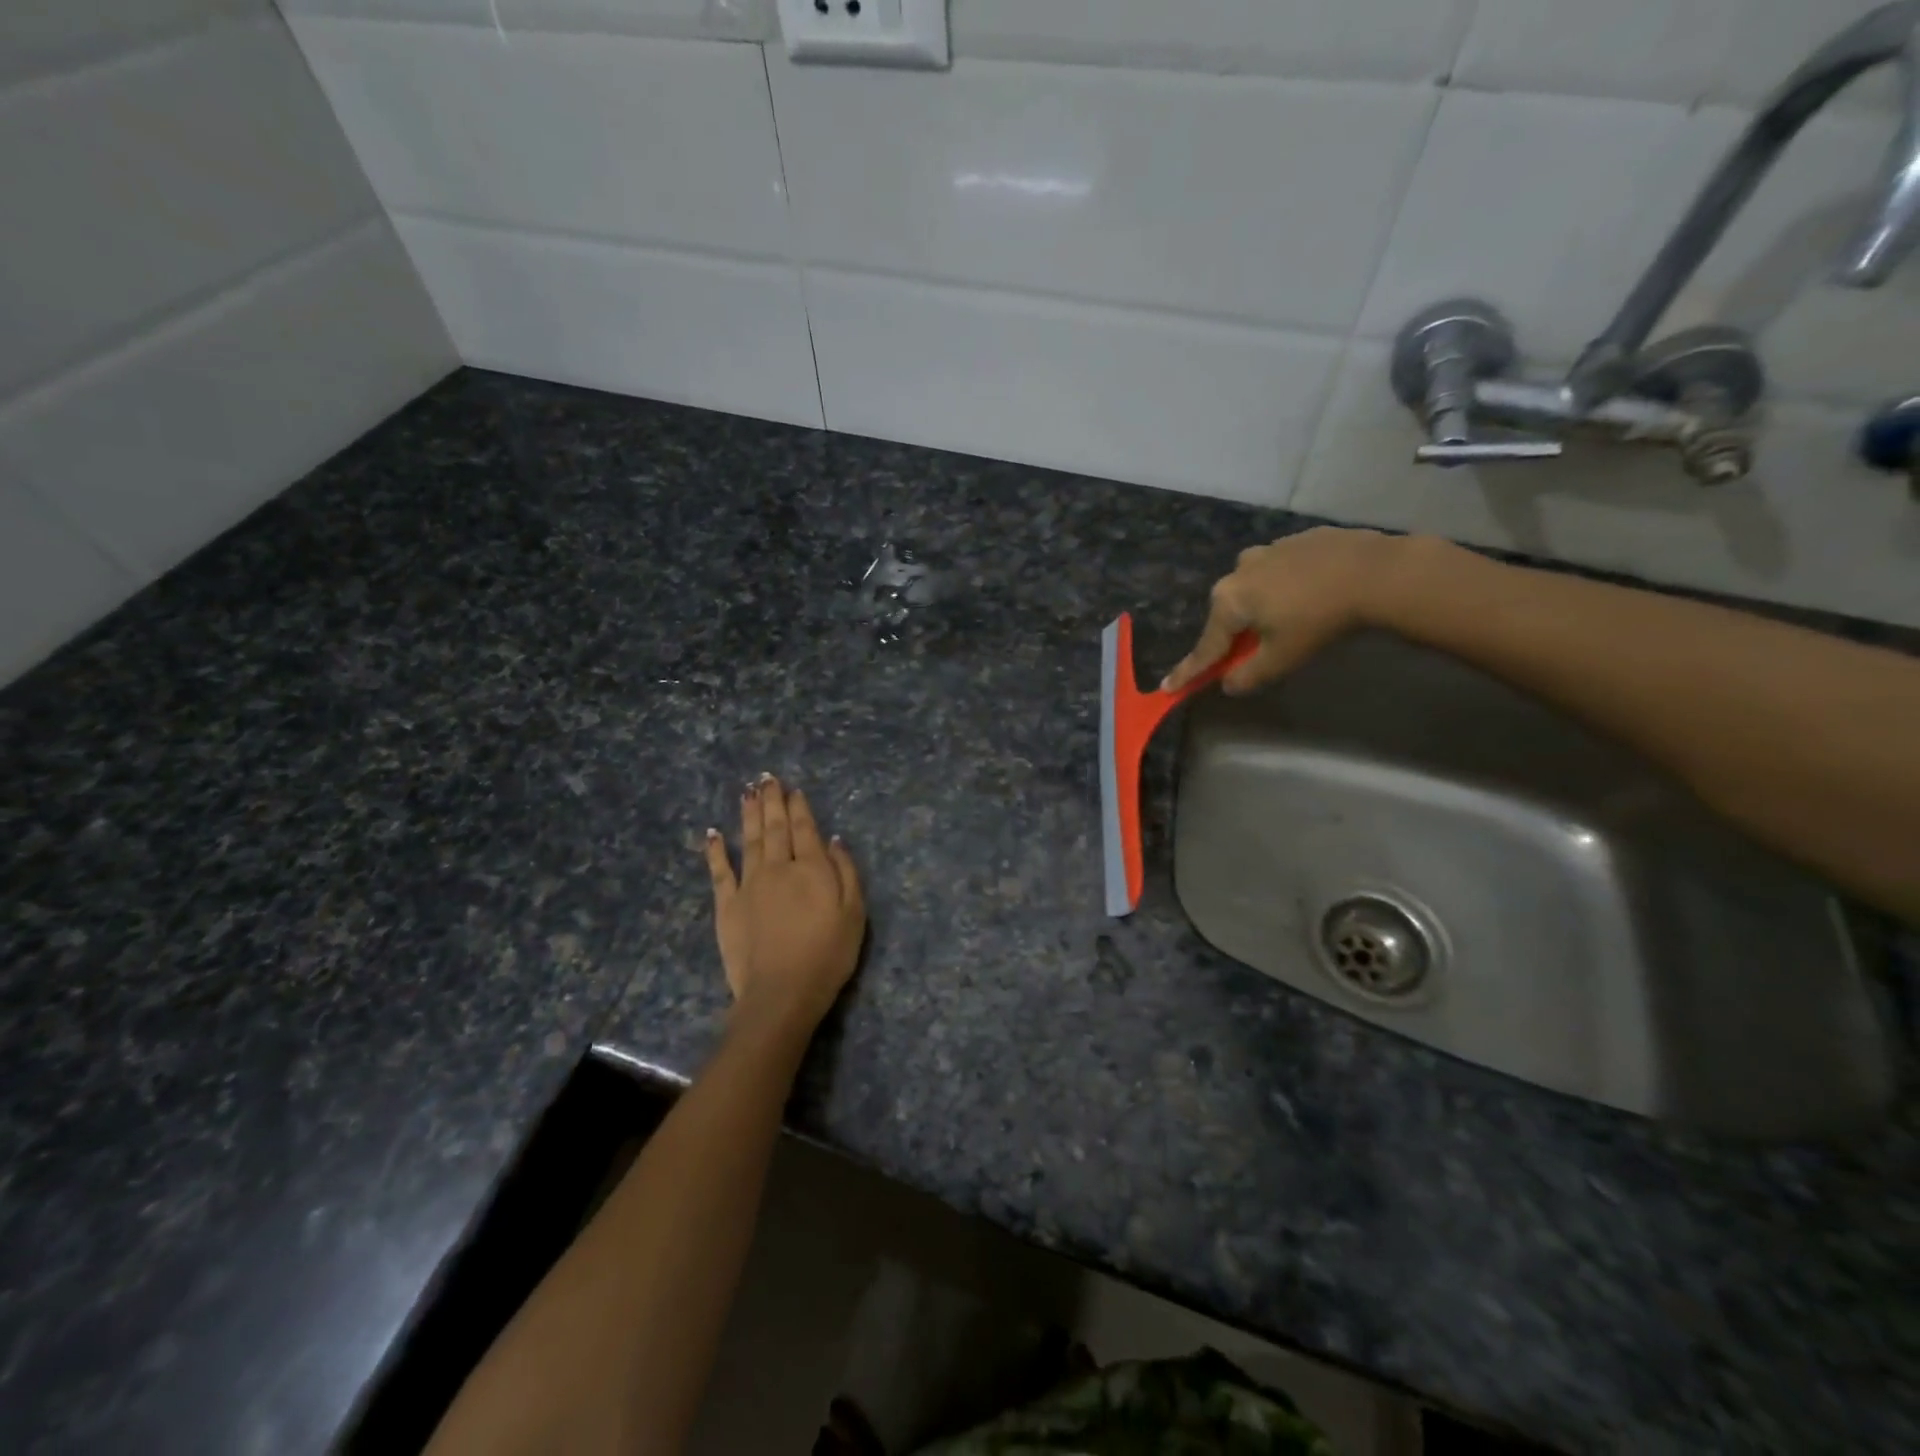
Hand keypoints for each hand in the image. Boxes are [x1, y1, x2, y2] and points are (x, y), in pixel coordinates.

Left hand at [705, 774, 865, 1034]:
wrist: (781, 993)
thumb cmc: (827, 955)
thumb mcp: (854, 914)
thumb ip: (846, 872)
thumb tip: (834, 839)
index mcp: (811, 868)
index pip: (804, 829)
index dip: (799, 807)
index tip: (793, 789)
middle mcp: (778, 867)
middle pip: (774, 828)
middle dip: (772, 801)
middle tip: (767, 778)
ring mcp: (749, 885)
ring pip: (748, 840)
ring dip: (748, 814)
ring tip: (747, 792)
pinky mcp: (727, 905)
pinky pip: (720, 870)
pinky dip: (716, 850)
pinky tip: (713, 833)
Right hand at [1161, 527, 1406, 695]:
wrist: (1375, 572)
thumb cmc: (1319, 620)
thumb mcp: (1282, 659)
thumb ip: (1248, 675)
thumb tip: (1228, 684)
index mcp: (1229, 601)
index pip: (1206, 647)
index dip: (1189, 671)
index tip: (1168, 687)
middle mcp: (1238, 571)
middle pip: (1229, 613)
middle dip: (1234, 633)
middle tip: (1251, 652)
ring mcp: (1268, 549)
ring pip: (1254, 587)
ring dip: (1262, 605)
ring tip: (1291, 618)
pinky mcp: (1297, 539)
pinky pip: (1280, 570)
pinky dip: (1286, 585)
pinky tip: (1311, 593)